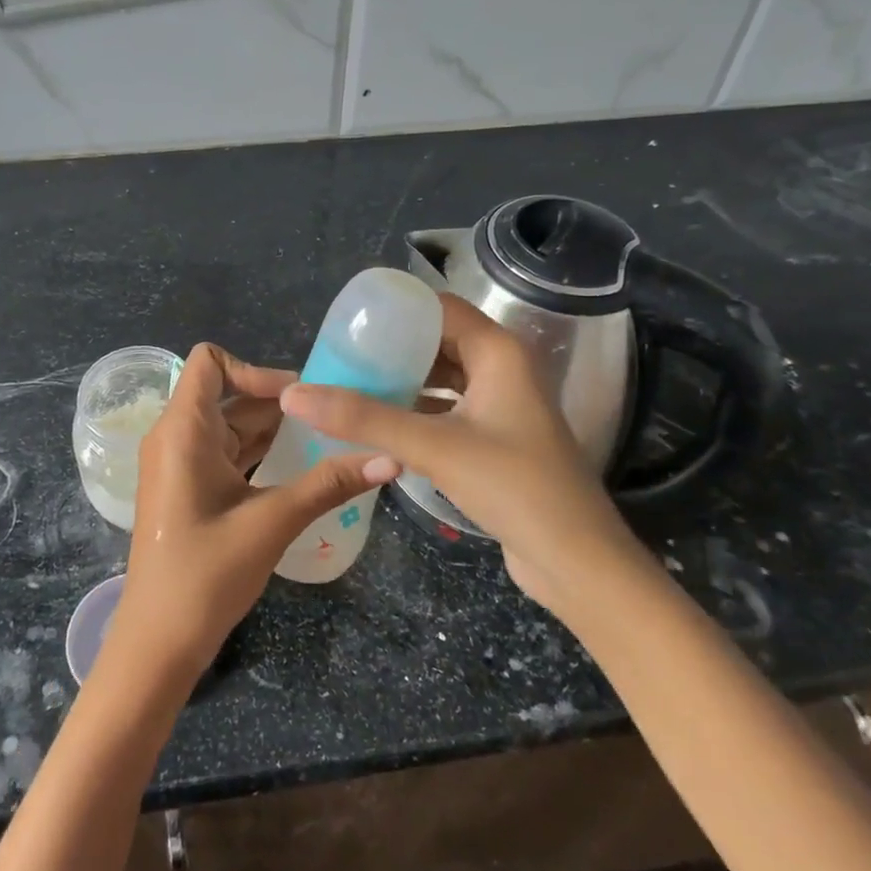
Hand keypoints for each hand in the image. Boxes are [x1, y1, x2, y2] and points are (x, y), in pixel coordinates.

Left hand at [107, 343, 398, 686]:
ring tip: (325, 439)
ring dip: (272, 429)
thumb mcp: (272, 522)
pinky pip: (224, 453)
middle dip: (277, 402)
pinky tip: (298, 467)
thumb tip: (392, 458)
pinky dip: (257, 452)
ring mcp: (178, 464)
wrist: (158, 642)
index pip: (210, 362)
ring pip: (228, 426)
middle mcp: (174, 437)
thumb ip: (329, 485)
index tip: (298, 399)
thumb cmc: (206, 574)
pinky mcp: (187, 489)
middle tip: (331, 417)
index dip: (254, 369)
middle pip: (226, 394)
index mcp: (182, 430)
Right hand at [278, 295, 635, 610]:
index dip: (396, 311)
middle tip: (342, 359)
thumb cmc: (514, 487)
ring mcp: (503, 407)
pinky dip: (417, 412)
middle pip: (439, 342)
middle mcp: (504, 370)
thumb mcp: (433, 446)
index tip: (349, 323)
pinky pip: (448, 411)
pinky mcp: (497, 440)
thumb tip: (295, 395)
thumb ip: (364, 418)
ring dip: (403, 382)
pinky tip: (381, 425)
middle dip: (392, 349)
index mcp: (499, 353)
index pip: (439, 309)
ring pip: (443, 379)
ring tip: (352, 388)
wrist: (576, 561)